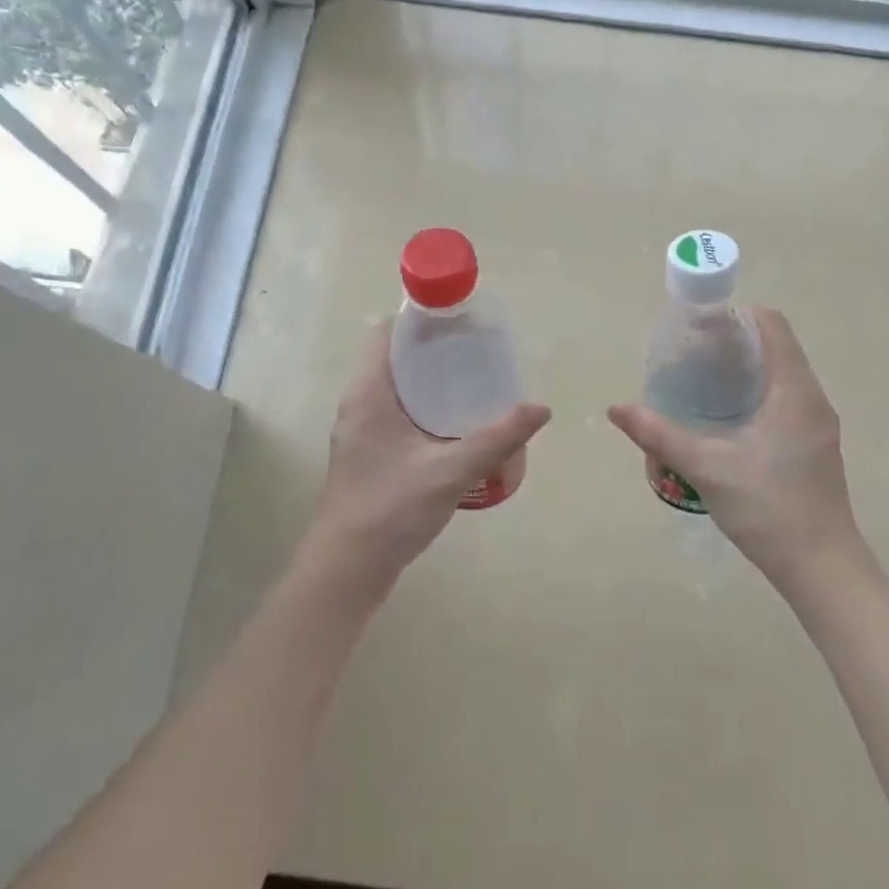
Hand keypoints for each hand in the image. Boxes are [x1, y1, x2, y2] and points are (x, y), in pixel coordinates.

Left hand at [300, 324, 550, 598]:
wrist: (348, 568)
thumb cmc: (391, 509)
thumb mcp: (451, 471)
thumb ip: (497, 438)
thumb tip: (540, 408)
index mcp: (369, 393)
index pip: (387, 333)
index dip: (420, 319)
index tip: (459, 320)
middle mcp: (358, 404)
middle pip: (394, 357)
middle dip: (434, 349)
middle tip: (477, 351)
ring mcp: (360, 431)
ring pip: (396, 387)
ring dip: (429, 380)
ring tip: (473, 381)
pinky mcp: (367, 453)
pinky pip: (396, 413)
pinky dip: (423, 407)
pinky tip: (455, 424)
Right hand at [608, 308, 868, 595]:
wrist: (821, 568)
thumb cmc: (768, 508)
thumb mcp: (706, 468)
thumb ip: (659, 435)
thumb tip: (616, 408)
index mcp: (795, 391)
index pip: (772, 325)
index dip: (737, 315)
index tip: (700, 325)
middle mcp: (813, 399)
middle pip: (777, 346)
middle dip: (735, 341)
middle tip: (692, 353)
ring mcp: (818, 424)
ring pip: (782, 375)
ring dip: (746, 368)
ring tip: (703, 380)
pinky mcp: (815, 446)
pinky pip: (786, 399)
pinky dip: (757, 392)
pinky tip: (727, 418)